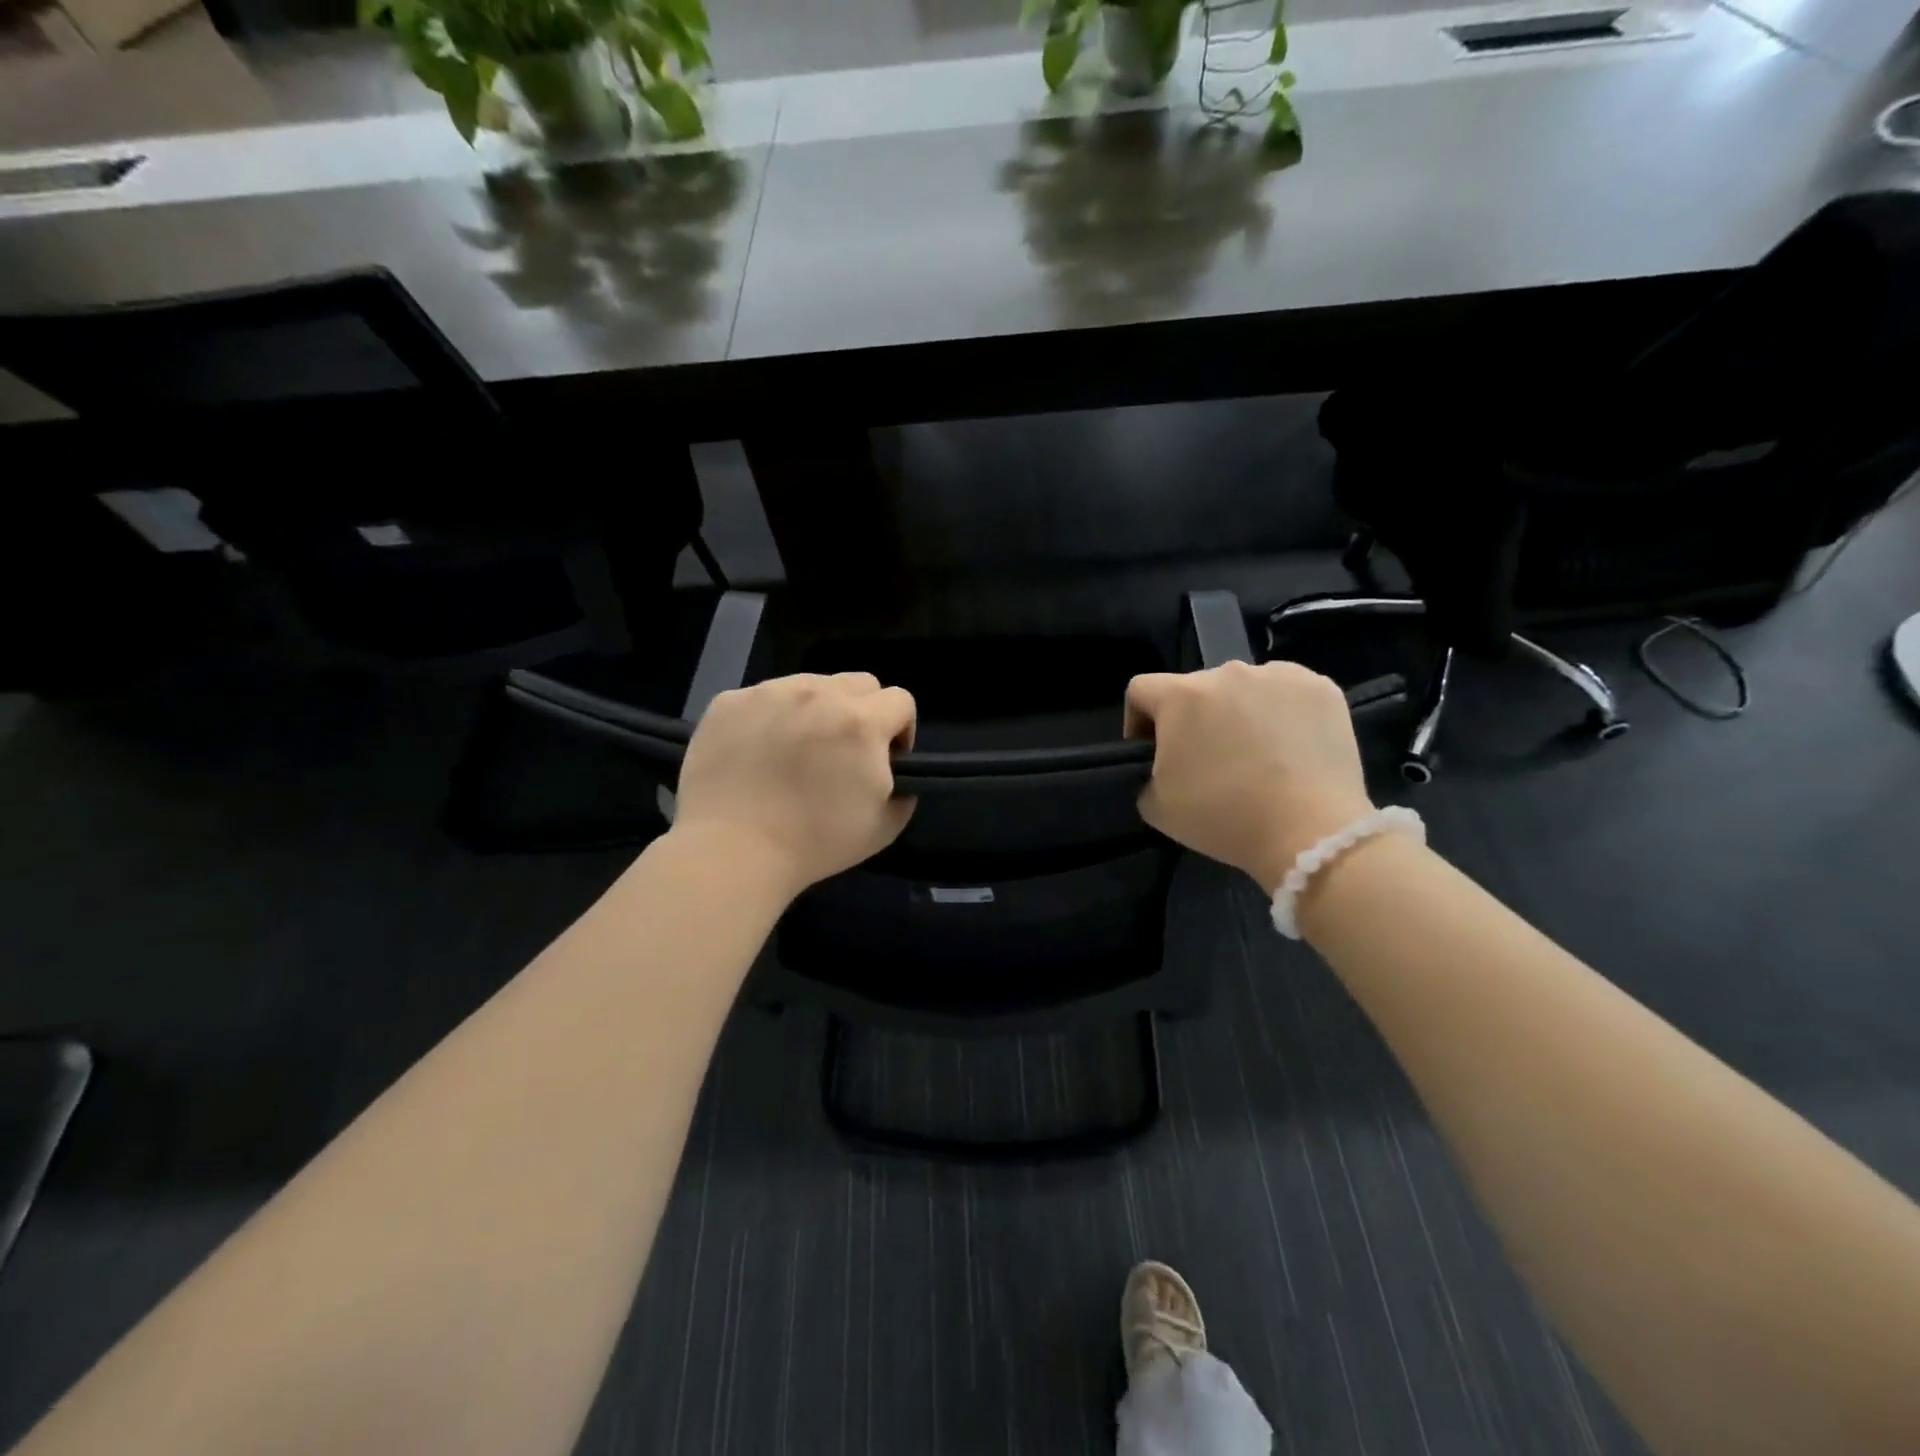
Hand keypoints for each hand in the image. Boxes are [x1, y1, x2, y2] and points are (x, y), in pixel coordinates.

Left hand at [673, 673, 916, 896]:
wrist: (731, 851)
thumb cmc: (814, 843)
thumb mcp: (884, 827)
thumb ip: (904, 791)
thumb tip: (892, 773)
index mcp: (861, 721)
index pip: (900, 700)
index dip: (900, 729)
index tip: (886, 759)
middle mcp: (817, 693)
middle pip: (859, 683)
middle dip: (863, 711)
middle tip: (844, 751)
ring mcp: (769, 693)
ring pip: (810, 684)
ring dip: (816, 709)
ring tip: (796, 749)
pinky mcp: (729, 702)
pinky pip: (764, 697)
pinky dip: (770, 718)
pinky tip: (758, 753)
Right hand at [1125, 660, 1373, 892]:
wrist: (1310, 832)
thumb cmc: (1223, 817)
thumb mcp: (1156, 805)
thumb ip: (1146, 772)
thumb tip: (1166, 764)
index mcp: (1181, 695)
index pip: (1141, 690)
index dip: (1138, 721)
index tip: (1153, 753)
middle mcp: (1227, 672)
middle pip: (1196, 689)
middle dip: (1194, 719)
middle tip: (1208, 760)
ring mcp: (1278, 675)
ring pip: (1243, 688)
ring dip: (1238, 712)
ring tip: (1256, 754)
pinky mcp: (1320, 688)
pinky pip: (1286, 693)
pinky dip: (1281, 713)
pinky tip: (1290, 748)